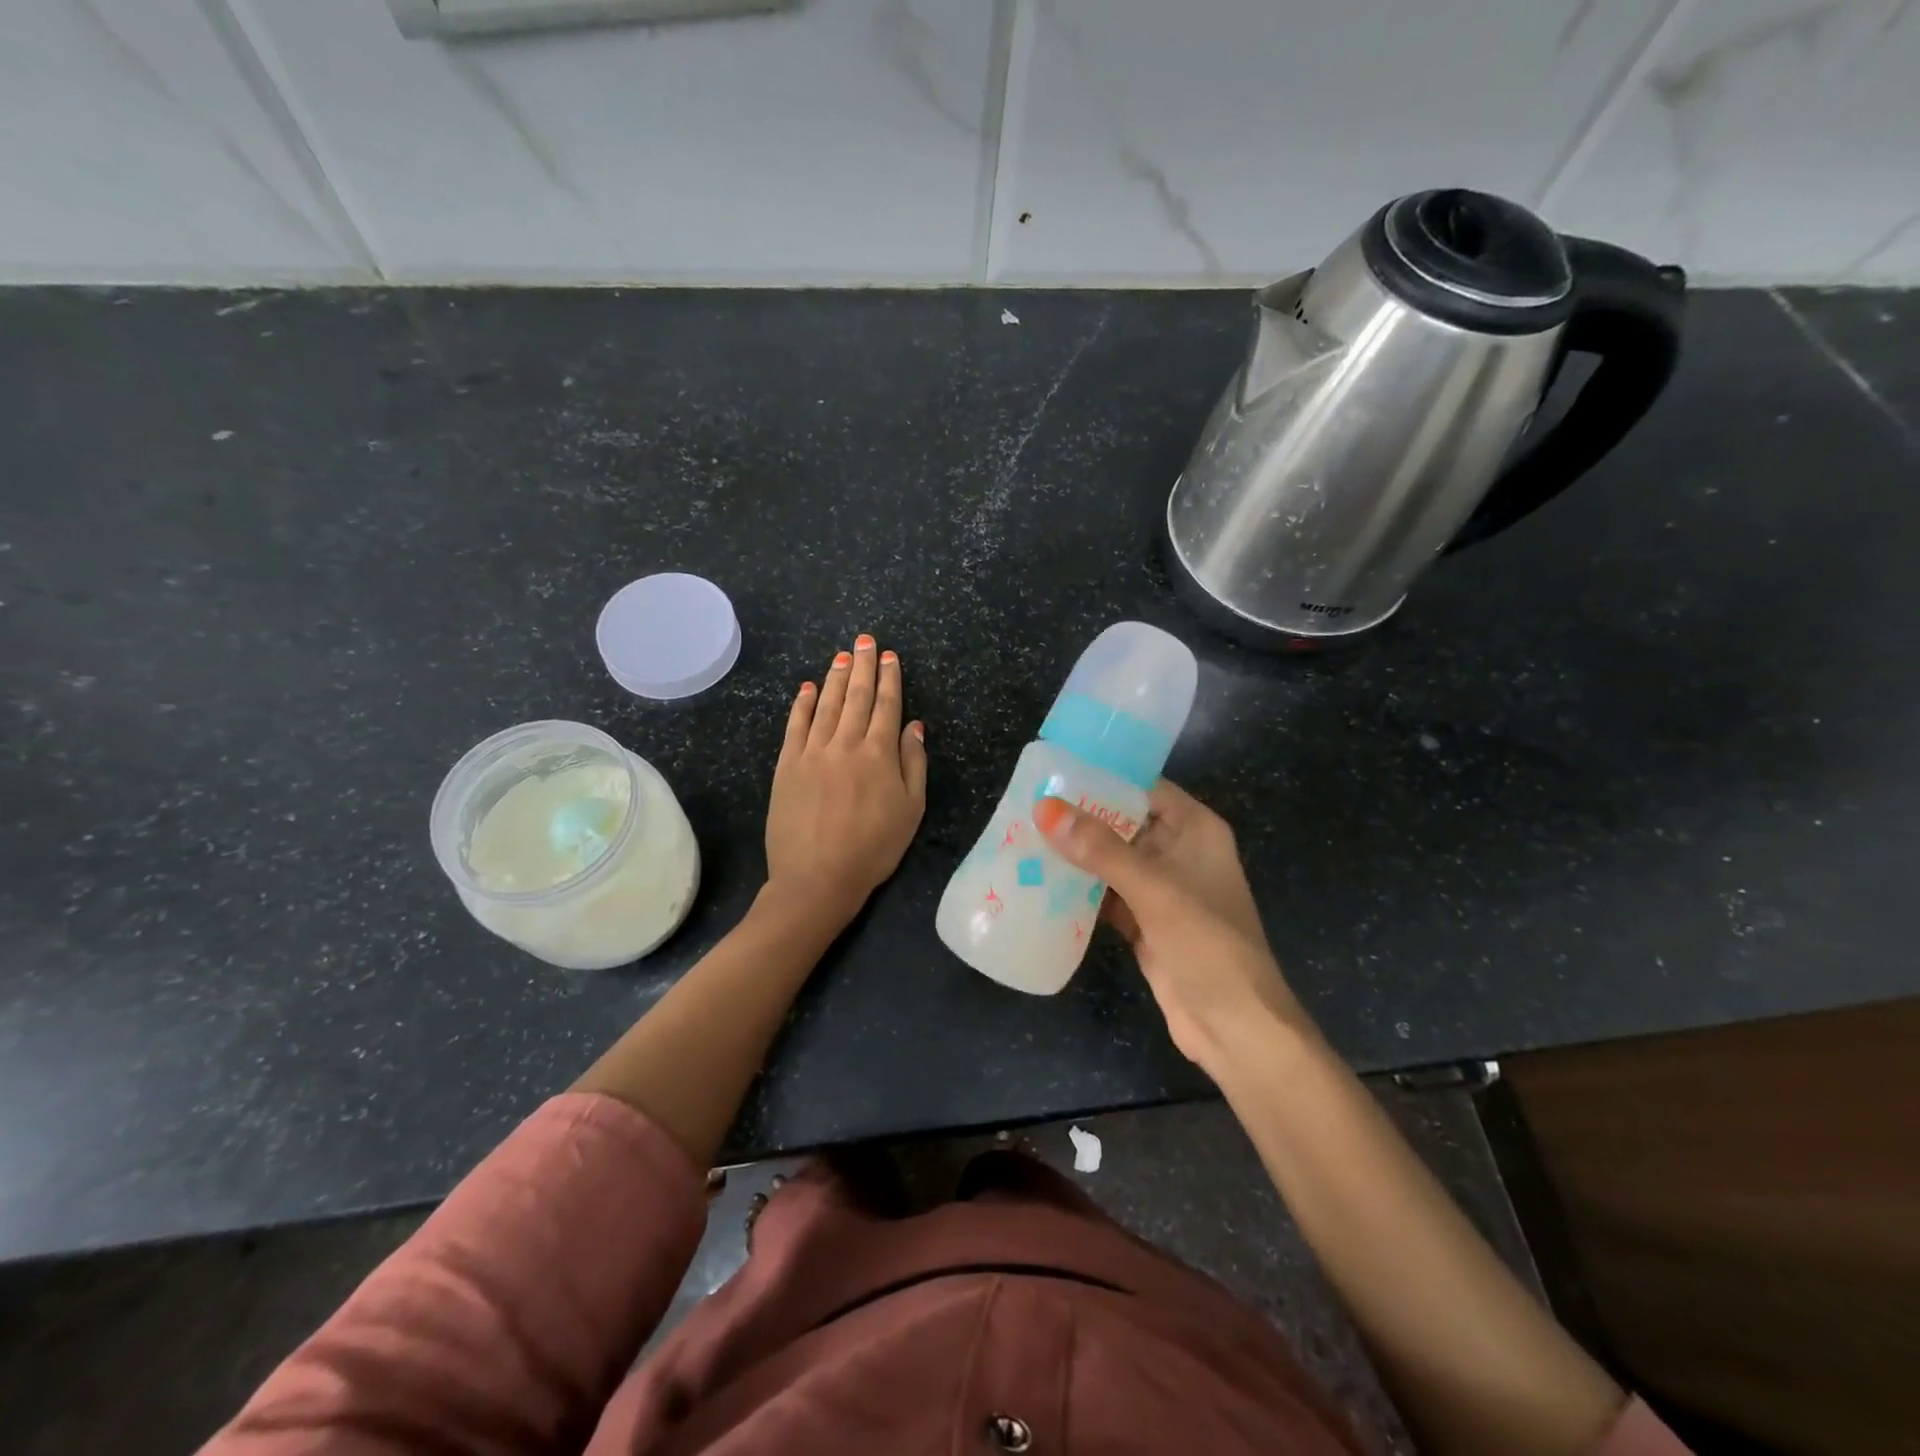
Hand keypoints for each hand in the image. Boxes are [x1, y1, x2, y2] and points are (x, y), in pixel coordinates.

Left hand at [766, 634, 927, 926]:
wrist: (817, 877)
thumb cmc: (873, 848)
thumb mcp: (911, 810)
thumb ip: (914, 764)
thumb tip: (914, 725)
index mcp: (879, 754)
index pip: (887, 706)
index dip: (889, 678)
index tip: (889, 656)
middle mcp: (845, 744)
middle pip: (857, 697)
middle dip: (862, 666)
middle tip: (864, 640)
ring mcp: (812, 752)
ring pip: (827, 705)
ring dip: (835, 678)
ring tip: (841, 655)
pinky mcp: (787, 765)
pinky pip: (795, 726)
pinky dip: (802, 704)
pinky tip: (806, 688)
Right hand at [1034, 782, 1308, 1070]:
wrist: (1236, 1028)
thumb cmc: (1208, 945)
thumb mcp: (1155, 889)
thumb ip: (1101, 849)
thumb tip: (1046, 808)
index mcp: (1194, 830)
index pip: (1143, 787)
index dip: (1102, 776)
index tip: (1053, 769)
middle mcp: (1177, 851)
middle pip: (1121, 822)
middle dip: (1078, 817)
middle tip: (1025, 804)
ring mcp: (1160, 889)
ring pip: (1109, 860)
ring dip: (1073, 854)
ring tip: (1022, 837)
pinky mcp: (1144, 922)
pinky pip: (1104, 895)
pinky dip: (1077, 890)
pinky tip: (1039, 882)